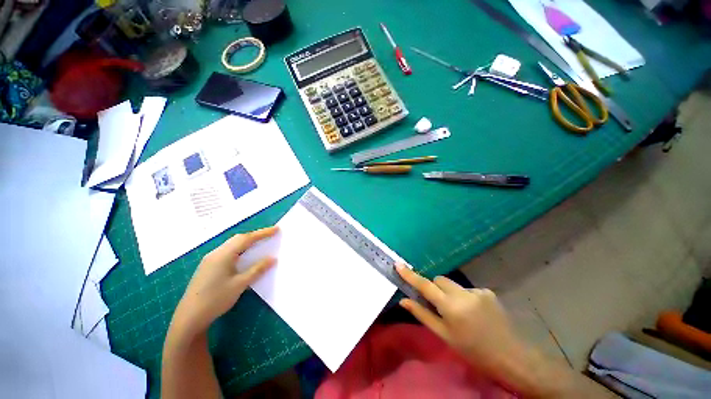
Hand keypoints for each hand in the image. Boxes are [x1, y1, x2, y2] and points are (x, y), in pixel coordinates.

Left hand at [171, 227, 277, 337]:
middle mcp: (215, 254)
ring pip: (231, 245)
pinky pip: (227, 251)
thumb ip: (257, 269)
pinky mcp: (208, 267)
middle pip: (238, 239)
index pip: (246, 239)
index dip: (262, 233)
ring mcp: (210, 260)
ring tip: (260, 243)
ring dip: (247, 242)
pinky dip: (239, 249)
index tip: (276, 229)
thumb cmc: (215, 300)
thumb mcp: (240, 284)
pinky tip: (244, 256)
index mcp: (223, 255)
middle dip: (255, 235)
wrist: (189, 318)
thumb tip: (272, 258)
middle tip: (270, 235)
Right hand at [396, 264, 522, 369]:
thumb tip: (403, 300)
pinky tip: (475, 313)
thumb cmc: (472, 351)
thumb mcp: (444, 336)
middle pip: (439, 280)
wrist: (511, 356)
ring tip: (461, 314)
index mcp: (450, 307)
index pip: (425, 285)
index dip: (410, 275)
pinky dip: (465, 298)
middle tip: (439, 306)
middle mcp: (463, 294)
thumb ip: (422, 314)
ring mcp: (477, 291)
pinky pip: (468, 290)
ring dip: (451, 294)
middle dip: (435, 288)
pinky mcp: (488, 292)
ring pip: (453, 285)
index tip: (398, 265)